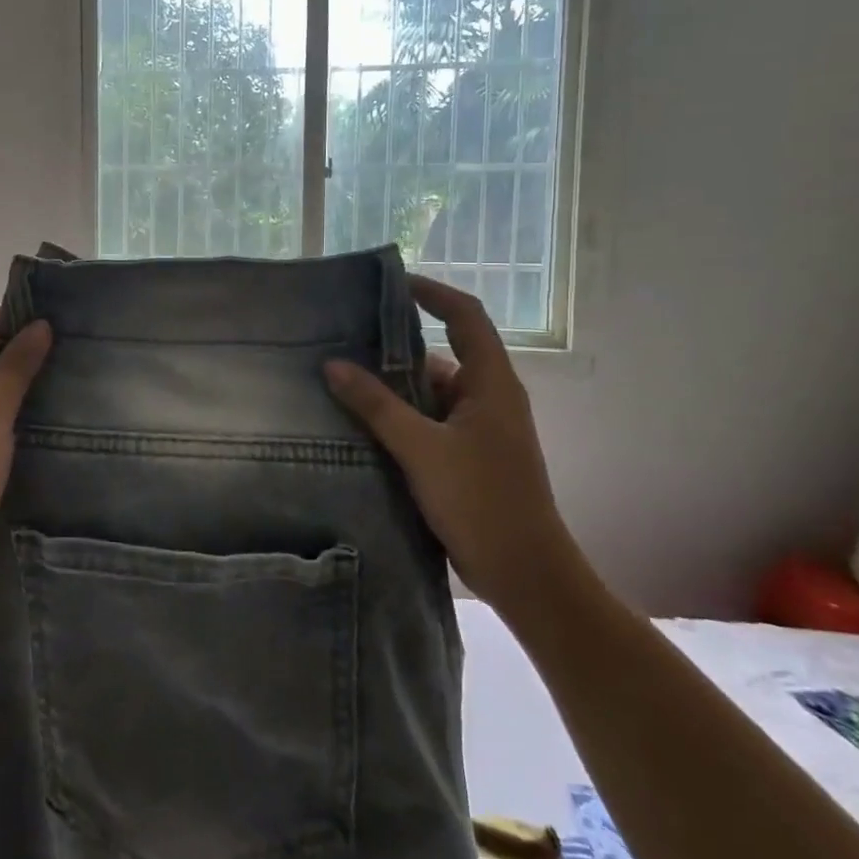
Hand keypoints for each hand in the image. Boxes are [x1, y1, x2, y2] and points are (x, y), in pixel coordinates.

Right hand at [323, 277, 578, 620]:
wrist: (526, 574)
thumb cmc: (481, 502)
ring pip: (431, 392)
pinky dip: (400, 417)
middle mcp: (489, 397)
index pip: (465, 316)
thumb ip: (376, 405)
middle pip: (442, 353)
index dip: (432, 292)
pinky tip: (362, 424)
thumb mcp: (421, 449)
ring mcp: (481, 428)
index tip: (390, 283)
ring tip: (342, 381)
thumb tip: (333, 365)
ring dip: (394, 387)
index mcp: (491, 382)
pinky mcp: (469, 455)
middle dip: (396, 345)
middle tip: (346, 339)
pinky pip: (429, 420)